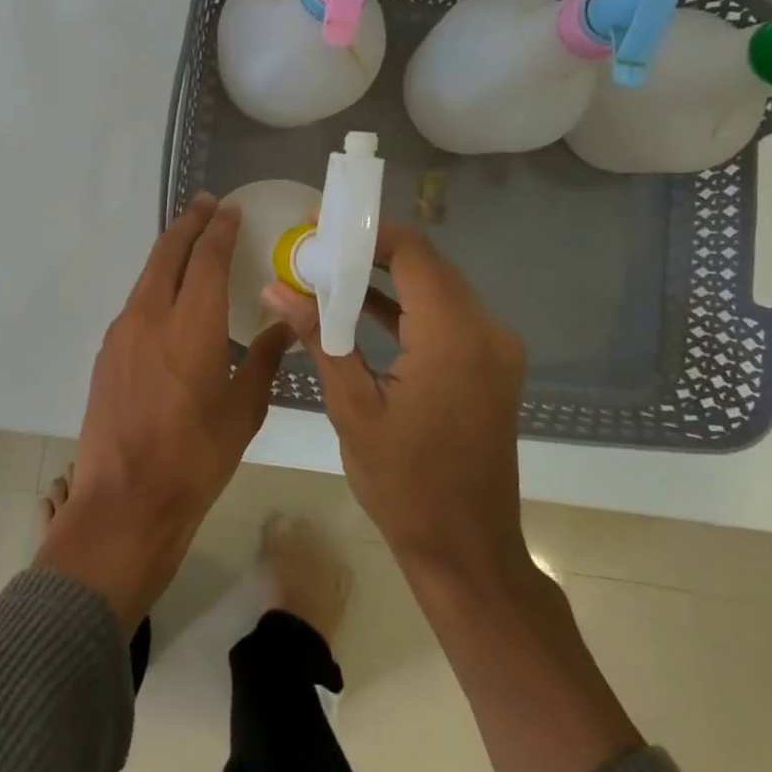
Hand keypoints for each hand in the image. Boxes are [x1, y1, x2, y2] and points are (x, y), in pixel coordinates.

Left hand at [36, 195, 293, 626]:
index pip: (207, 258)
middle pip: (168, 253)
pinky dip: (155, 287)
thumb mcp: (244, 410)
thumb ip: (265, 359)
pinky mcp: (107, 353)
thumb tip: (288, 326)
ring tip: (190, 246)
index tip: (229, 209)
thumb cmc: (196, 458)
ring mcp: (122, 333)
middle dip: (188, 224)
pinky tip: (169, 301)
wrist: (125, 501)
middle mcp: (151, 316)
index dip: (219, 229)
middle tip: (206, 205)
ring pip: (147, 276)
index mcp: (192, 325)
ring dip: (169, 254)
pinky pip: (135, 304)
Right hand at [263, 220, 529, 585]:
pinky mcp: (491, 365)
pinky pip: (447, 316)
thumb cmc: (404, 484)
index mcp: (453, 337)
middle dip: (371, 250)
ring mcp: (495, 349)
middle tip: (316, 246)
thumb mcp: (352, 408)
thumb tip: (276, 287)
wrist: (466, 548)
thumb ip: (319, 338)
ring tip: (329, 269)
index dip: (367, 231)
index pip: (413, 253)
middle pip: (427, 265)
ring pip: (438, 288)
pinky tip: (360, 306)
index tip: (320, 223)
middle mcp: (486, 331)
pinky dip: (406, 306)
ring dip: (387, 276)